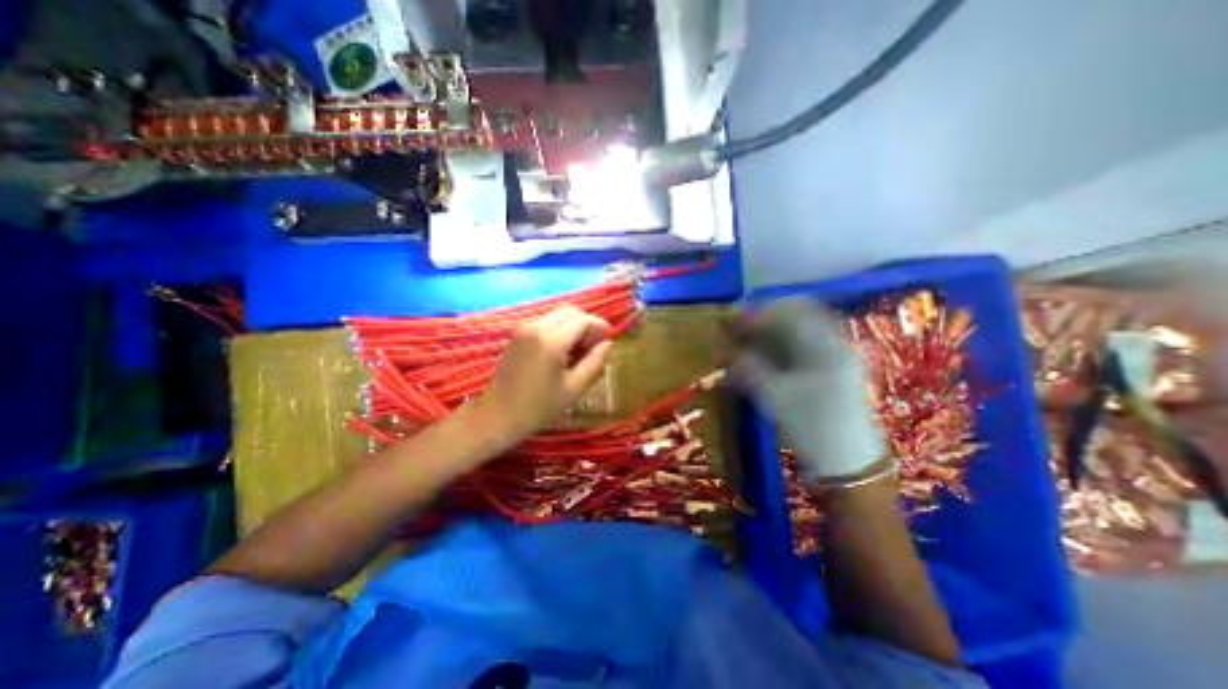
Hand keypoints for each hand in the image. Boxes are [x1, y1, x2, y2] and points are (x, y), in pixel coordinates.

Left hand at [478, 307, 618, 447]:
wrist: (496, 415)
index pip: (583, 320)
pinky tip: (561, 352)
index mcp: (551, 341)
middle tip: (592, 349)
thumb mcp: (573, 389)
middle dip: (587, 326)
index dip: (599, 328)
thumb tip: (608, 344)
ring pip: (558, 315)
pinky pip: (546, 321)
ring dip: (573, 327)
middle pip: (571, 312)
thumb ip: (595, 363)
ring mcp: (524, 327)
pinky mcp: (518, 333)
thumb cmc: (538, 407)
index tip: (607, 344)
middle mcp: (536, 326)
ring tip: (577, 353)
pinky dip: (560, 330)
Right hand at [733, 296, 886, 484]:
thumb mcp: (774, 398)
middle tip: (738, 329)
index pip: (788, 313)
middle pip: (795, 315)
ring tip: (746, 341)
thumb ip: (747, 368)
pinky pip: (802, 344)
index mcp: (826, 347)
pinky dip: (779, 344)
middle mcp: (835, 343)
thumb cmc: (813, 429)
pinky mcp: (832, 367)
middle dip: (763, 319)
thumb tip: (724, 348)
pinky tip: (763, 354)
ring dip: (770, 330)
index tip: (732, 322)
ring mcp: (836, 354)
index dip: (757, 314)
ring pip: (798, 329)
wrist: (849, 464)